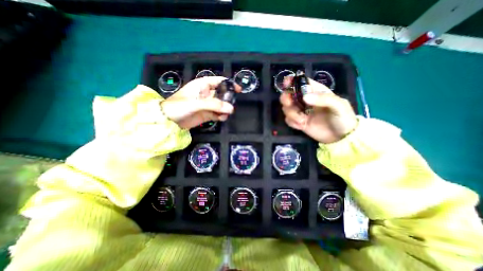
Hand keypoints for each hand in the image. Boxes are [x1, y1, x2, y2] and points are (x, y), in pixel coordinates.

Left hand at [160, 76, 238, 128]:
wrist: (168, 122)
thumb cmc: (178, 107)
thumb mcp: (196, 103)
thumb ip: (213, 105)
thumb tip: (230, 108)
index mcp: (202, 86)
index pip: (218, 81)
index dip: (229, 84)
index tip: (238, 89)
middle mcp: (206, 94)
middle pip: (222, 94)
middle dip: (228, 99)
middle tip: (232, 106)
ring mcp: (207, 105)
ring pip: (221, 105)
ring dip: (225, 109)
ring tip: (226, 114)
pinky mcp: (207, 114)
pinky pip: (218, 114)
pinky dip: (222, 116)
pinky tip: (222, 118)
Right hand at [279, 77, 357, 143]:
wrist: (341, 138)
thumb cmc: (343, 118)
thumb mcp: (339, 105)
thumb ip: (324, 99)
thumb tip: (304, 97)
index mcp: (316, 92)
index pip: (302, 82)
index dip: (292, 81)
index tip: (286, 83)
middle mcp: (306, 101)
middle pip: (289, 95)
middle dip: (286, 98)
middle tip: (289, 104)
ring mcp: (301, 112)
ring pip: (287, 108)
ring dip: (291, 114)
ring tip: (302, 120)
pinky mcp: (299, 122)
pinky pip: (288, 120)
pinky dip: (292, 122)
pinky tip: (301, 126)